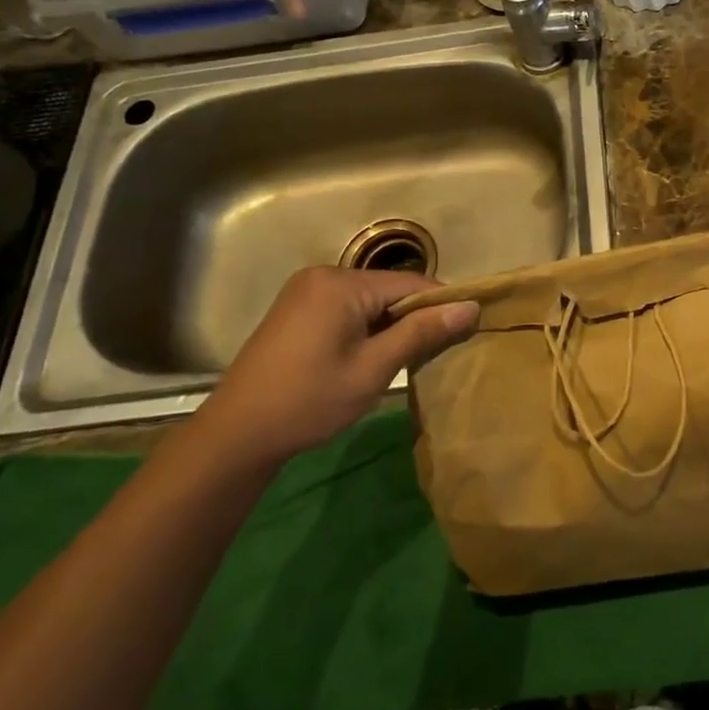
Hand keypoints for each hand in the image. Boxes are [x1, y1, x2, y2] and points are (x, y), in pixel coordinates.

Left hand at [195, 267, 477, 468]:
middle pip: (390, 289)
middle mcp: (324, 275)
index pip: (411, 283)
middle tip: (432, 356)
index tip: (464, 333)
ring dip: (391, 326)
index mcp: (341, 283)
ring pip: (370, 301)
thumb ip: (422, 332)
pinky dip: (367, 328)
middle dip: (414, 318)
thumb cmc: (310, 401)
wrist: (237, 434)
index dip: (441, 306)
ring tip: (403, 361)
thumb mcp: (374, 368)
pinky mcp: (297, 309)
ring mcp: (306, 291)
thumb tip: (471, 306)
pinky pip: (348, 309)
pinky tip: (370, 358)